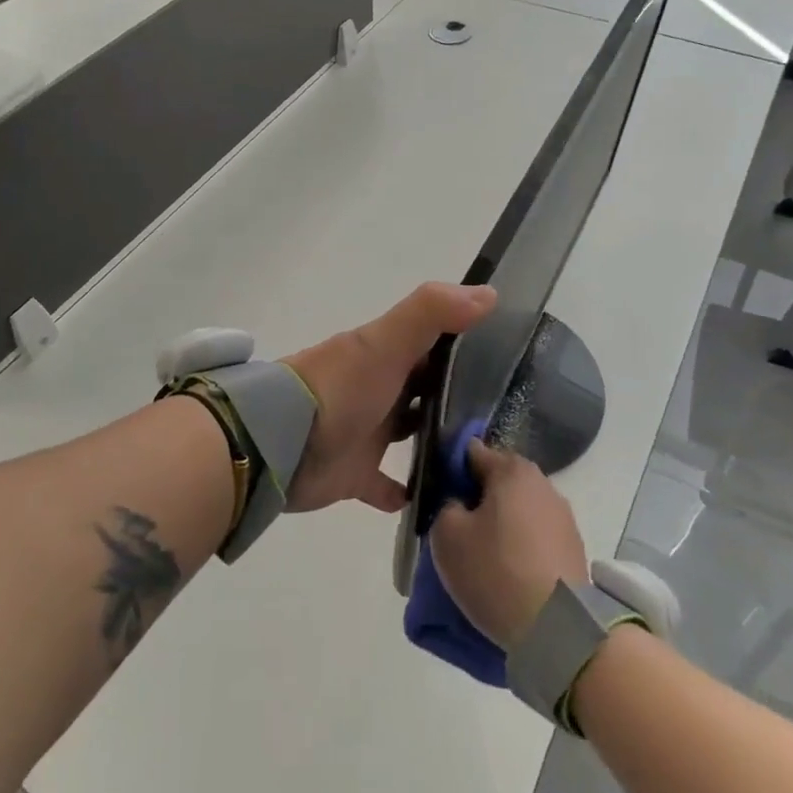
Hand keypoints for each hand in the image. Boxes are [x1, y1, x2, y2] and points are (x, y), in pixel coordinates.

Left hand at [280, 282, 497, 514]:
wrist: (281, 444)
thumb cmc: (340, 388)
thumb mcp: (386, 341)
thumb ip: (432, 312)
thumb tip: (490, 293)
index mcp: (384, 355)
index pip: (433, 343)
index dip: (467, 345)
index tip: (511, 358)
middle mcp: (378, 389)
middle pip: (424, 388)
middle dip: (457, 395)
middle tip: (508, 413)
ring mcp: (365, 432)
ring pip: (410, 432)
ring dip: (438, 439)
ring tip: (486, 456)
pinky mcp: (355, 474)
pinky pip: (387, 486)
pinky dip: (408, 491)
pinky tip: (441, 500)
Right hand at [430, 441, 587, 649]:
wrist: (558, 628)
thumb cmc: (495, 570)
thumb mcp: (447, 535)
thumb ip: (446, 506)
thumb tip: (460, 505)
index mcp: (512, 470)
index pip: (472, 452)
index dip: (450, 469)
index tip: (437, 495)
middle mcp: (543, 483)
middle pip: (499, 481)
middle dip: (477, 498)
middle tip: (456, 528)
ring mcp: (563, 516)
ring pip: (518, 509)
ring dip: (500, 523)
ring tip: (481, 555)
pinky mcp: (573, 548)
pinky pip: (535, 536)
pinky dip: (520, 546)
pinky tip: (507, 571)